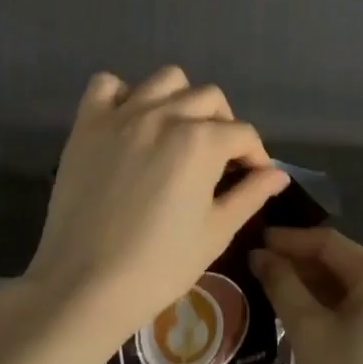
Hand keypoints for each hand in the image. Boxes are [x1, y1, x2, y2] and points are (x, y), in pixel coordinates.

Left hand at [20, 67, 289, 355]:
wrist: (85, 284)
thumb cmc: (159, 265)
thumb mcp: (215, 233)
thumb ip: (250, 195)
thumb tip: (278, 174)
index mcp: (201, 141)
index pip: (243, 133)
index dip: (255, 155)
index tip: (253, 177)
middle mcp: (165, 115)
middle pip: (209, 98)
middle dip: (223, 124)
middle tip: (218, 158)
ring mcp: (123, 114)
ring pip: (166, 79)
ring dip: (180, 99)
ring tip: (177, 132)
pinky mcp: (87, 123)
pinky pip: (107, 84)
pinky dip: (123, 95)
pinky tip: (129, 123)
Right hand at [252, 227, 362, 363]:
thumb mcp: (307, 330)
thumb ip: (282, 284)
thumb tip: (260, 255)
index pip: (329, 244)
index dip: (290, 240)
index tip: (256, 241)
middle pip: (344, 265)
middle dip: (301, 265)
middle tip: (261, 268)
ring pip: (354, 291)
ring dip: (316, 288)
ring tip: (277, 291)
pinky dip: (335, 310)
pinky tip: (306, 319)